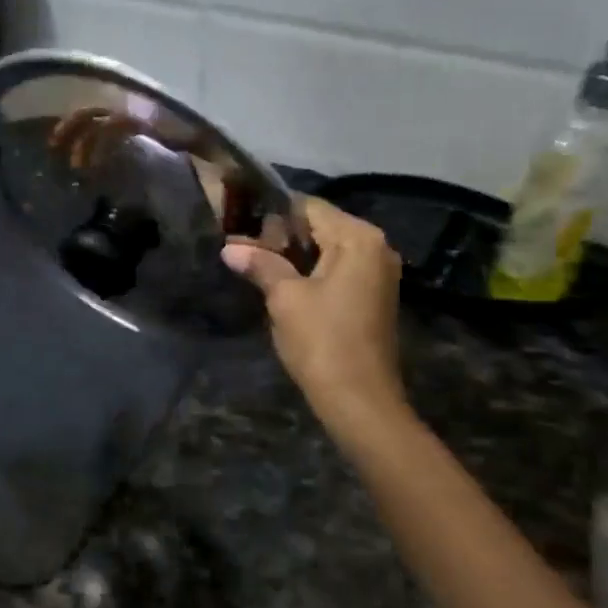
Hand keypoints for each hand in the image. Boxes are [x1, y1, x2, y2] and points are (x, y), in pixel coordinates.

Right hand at [222, 197, 406, 428]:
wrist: (359, 401)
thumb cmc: (322, 341)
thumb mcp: (285, 298)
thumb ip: (260, 264)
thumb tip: (230, 247)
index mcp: (358, 238)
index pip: (309, 207)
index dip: (272, 213)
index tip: (240, 223)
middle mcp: (375, 247)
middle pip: (321, 226)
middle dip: (282, 235)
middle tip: (242, 246)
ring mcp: (378, 273)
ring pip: (328, 249)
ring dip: (294, 254)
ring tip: (255, 263)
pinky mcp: (373, 296)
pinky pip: (338, 269)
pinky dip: (311, 271)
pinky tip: (282, 283)